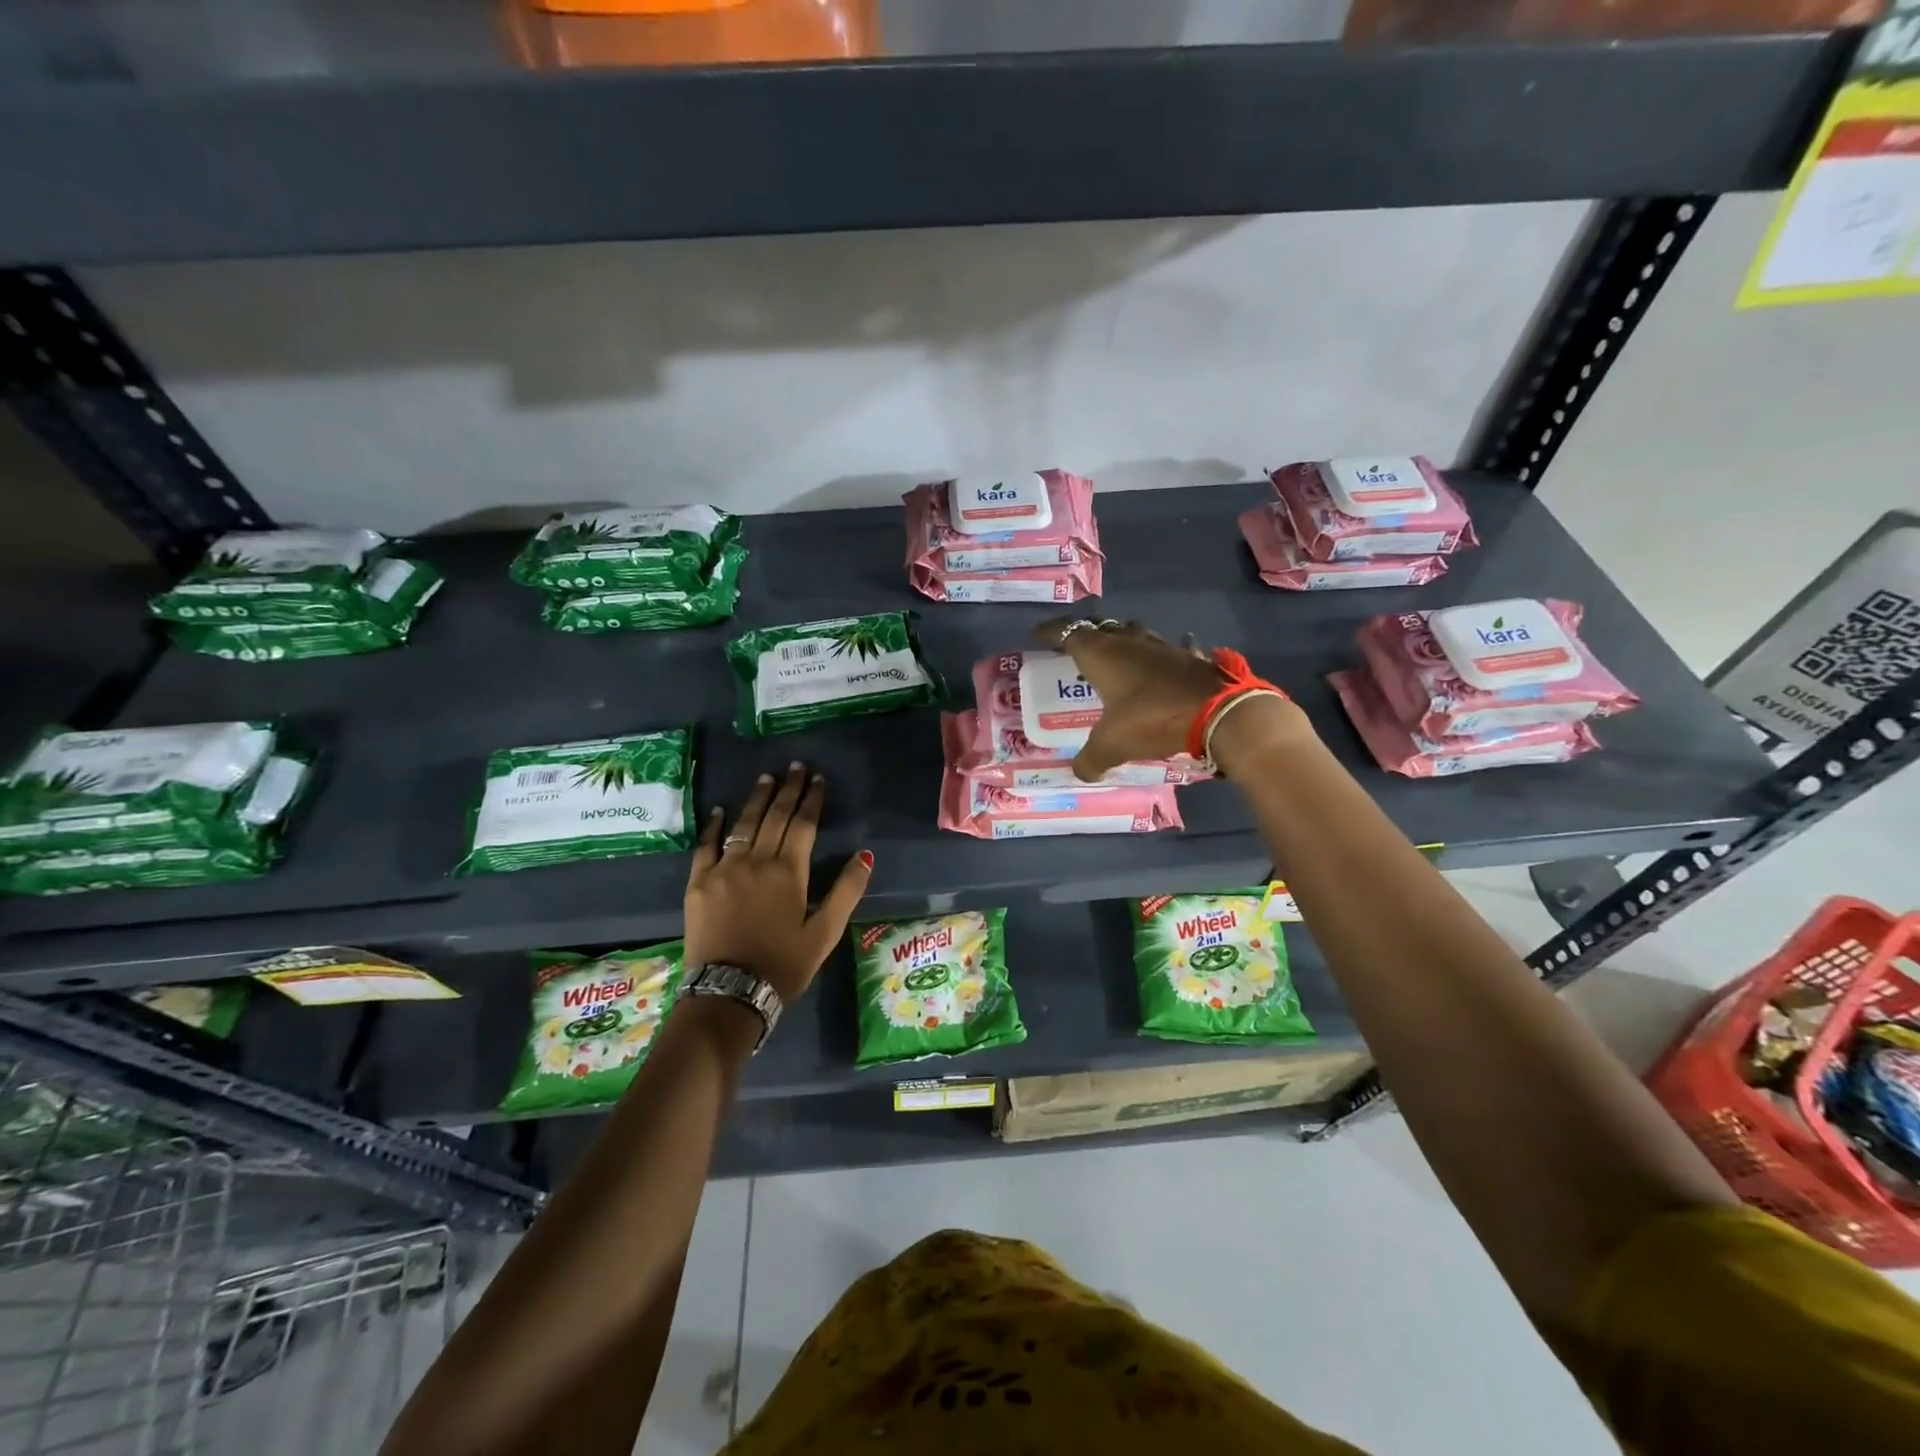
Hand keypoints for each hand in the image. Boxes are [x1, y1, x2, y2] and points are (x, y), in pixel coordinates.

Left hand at [684, 763, 872, 1004]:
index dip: (812, 799)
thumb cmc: (783, 965)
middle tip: (795, 766)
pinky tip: (719, 811)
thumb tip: (864, 855)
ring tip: (766, 777)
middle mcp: (756, 861)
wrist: (727, 994)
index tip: (817, 778)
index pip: (803, 825)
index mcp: (789, 872)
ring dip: (757, 799)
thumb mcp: (824, 933)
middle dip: (787, 789)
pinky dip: (713, 826)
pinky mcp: (698, 883)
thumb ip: (845, 891)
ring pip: (743, 825)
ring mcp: (723, 869)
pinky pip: (705, 846)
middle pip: (774, 817)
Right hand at [1033, 618, 1226, 780]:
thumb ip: (1091, 759)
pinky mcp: (1187, 657)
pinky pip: (1163, 650)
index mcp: (1102, 654)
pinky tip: (1157, 667)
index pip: (1068, 632)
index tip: (1038, 635)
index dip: (1052, 632)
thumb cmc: (1153, 719)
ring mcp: (1161, 646)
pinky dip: (1153, 656)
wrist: (1219, 713)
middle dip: (1085, 633)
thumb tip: (1081, 772)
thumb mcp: (1112, 745)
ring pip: (1132, 633)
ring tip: (1112, 656)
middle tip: (1074, 647)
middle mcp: (1128, 642)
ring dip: (1119, 640)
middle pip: (1101, 626)